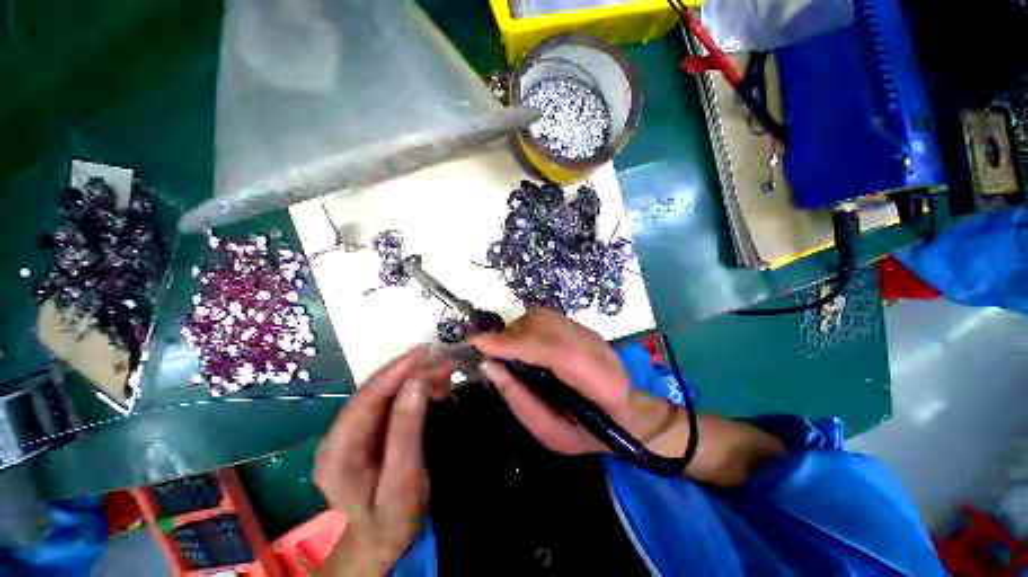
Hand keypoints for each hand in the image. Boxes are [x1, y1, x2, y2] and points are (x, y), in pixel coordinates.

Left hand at [314, 346, 450, 574]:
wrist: (380, 541)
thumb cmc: (392, 518)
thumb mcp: (403, 478)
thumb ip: (406, 429)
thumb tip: (418, 381)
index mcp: (337, 452)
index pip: (366, 398)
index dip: (396, 370)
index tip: (424, 351)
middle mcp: (337, 436)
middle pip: (374, 392)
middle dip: (409, 371)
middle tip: (442, 360)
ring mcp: (348, 433)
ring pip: (382, 393)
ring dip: (413, 378)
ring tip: (441, 370)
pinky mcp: (363, 432)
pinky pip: (388, 403)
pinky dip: (411, 390)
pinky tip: (431, 385)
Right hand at [472, 308, 635, 454]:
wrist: (625, 413)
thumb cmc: (588, 434)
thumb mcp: (551, 435)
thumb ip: (520, 401)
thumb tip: (489, 366)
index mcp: (601, 383)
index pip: (556, 351)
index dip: (517, 344)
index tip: (480, 344)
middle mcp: (597, 348)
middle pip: (546, 326)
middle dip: (510, 336)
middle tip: (489, 353)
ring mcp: (589, 333)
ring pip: (543, 317)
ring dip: (516, 330)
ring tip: (504, 351)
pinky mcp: (581, 327)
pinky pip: (545, 318)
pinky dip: (524, 328)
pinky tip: (520, 345)